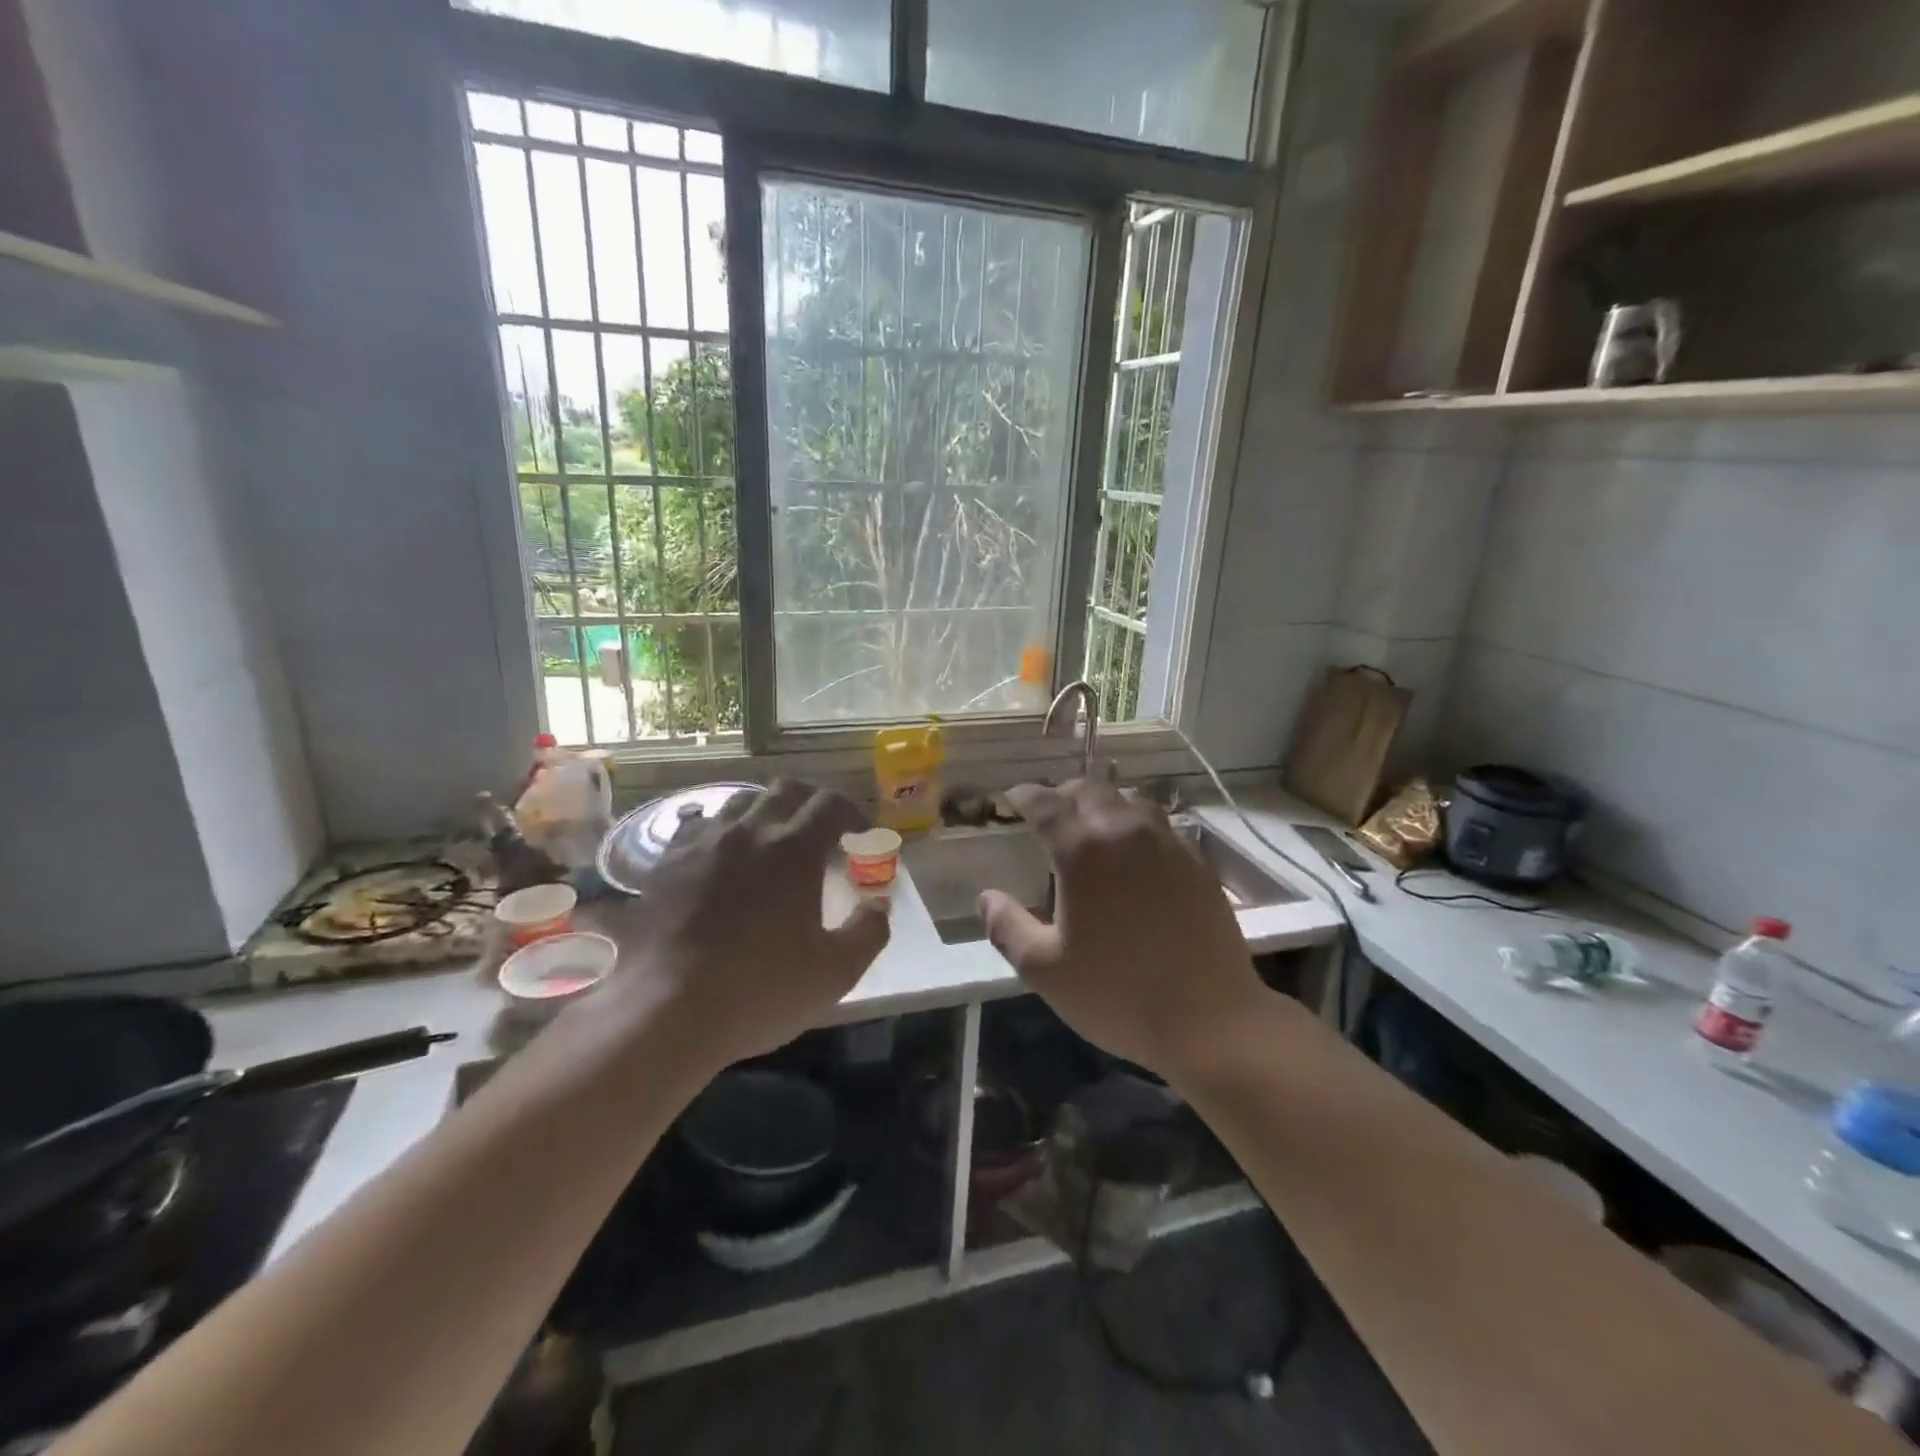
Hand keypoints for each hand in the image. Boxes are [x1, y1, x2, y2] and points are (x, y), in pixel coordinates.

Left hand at [601, 781, 890, 1066]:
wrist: (666, 1011)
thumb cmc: (760, 990)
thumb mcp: (835, 972)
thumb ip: (868, 932)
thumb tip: (878, 907)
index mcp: (794, 849)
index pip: (831, 804)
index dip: (852, 815)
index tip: (859, 837)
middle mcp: (749, 831)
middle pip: (786, 790)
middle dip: (811, 804)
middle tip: (821, 834)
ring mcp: (703, 843)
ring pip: (741, 801)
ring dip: (766, 812)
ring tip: (772, 843)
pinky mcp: (667, 863)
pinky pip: (700, 826)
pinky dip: (722, 832)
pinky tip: (722, 860)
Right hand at [980, 779, 1265, 1082]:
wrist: (1210, 1019)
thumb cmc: (1118, 993)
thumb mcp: (1044, 969)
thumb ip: (1006, 927)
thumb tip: (987, 896)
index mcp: (1083, 849)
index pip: (1045, 802)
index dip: (1023, 795)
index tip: (1010, 798)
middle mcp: (1126, 830)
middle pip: (1090, 789)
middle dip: (1063, 794)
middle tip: (1049, 813)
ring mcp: (1168, 843)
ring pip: (1131, 799)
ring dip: (1104, 803)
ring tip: (1092, 825)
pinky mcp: (1199, 862)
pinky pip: (1162, 824)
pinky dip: (1139, 825)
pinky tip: (1136, 852)